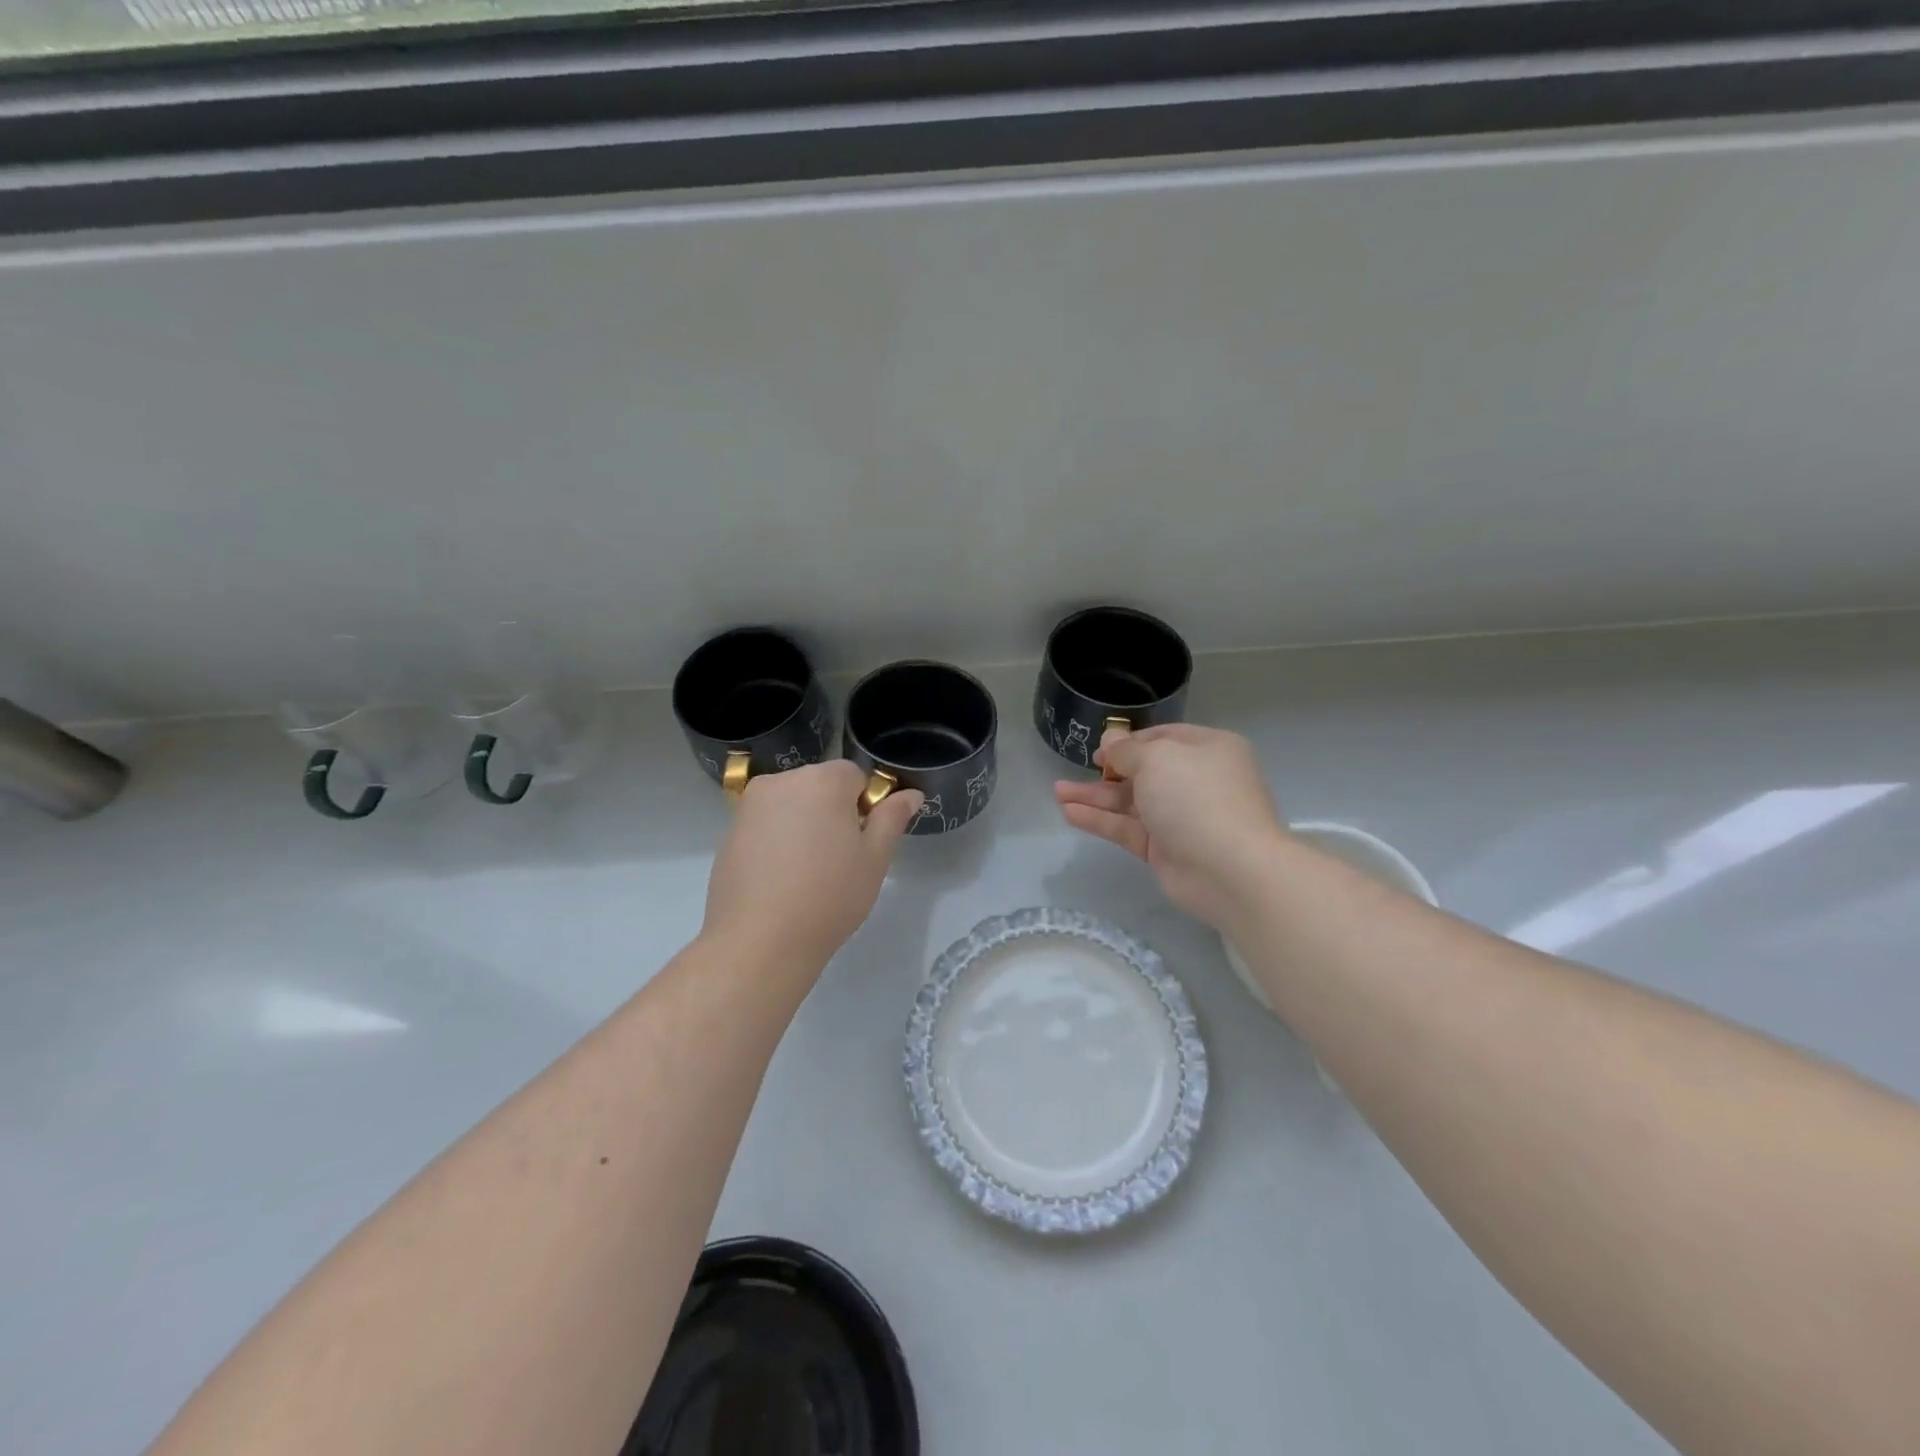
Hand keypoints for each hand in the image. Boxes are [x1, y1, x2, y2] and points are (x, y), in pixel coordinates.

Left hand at [703, 760, 923, 973]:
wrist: (759, 941)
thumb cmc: (829, 896)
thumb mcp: (874, 858)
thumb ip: (892, 818)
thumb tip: (910, 794)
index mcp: (822, 780)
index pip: (854, 776)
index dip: (864, 807)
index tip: (861, 844)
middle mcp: (782, 781)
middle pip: (819, 786)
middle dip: (832, 813)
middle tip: (838, 860)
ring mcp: (749, 806)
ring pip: (791, 805)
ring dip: (803, 826)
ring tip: (807, 874)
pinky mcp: (729, 832)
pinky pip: (766, 825)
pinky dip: (776, 842)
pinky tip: (780, 881)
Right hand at [1054, 724, 1286, 933]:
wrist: (1230, 869)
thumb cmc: (1197, 797)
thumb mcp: (1157, 759)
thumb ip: (1127, 751)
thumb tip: (1111, 741)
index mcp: (1206, 749)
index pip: (1162, 738)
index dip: (1128, 742)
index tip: (1099, 750)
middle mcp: (1195, 780)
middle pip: (1143, 771)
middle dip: (1106, 772)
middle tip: (1073, 772)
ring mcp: (1180, 817)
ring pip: (1130, 802)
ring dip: (1095, 797)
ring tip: (1057, 792)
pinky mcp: (1165, 849)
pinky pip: (1127, 828)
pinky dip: (1100, 820)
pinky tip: (1069, 813)